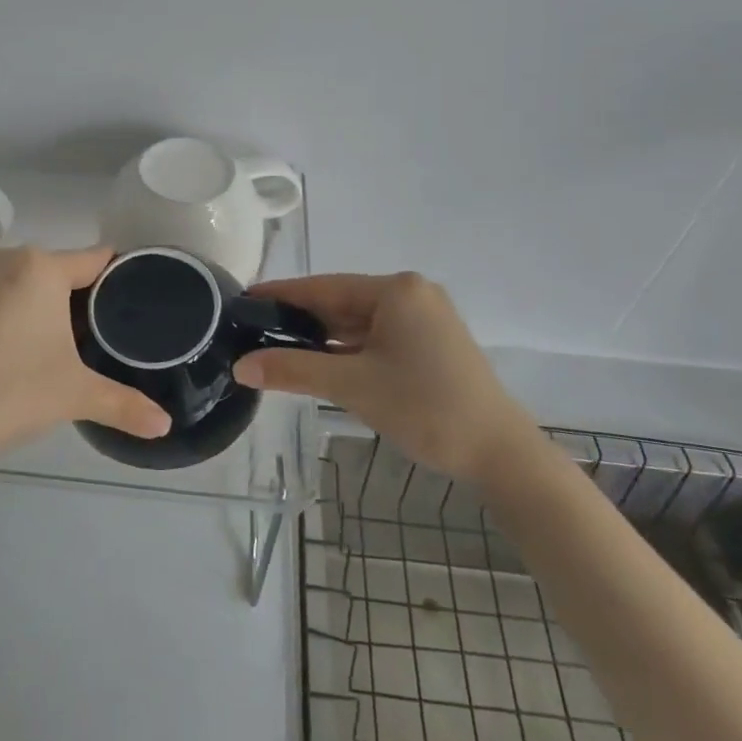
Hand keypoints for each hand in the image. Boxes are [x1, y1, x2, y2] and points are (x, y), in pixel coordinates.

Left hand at [0, 245, 168, 471]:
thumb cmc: (9, 393)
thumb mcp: (74, 395)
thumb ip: (125, 405)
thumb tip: (166, 426)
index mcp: (40, 266)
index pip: (95, 260)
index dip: (119, 280)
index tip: (136, 303)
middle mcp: (5, 257)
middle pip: (60, 271)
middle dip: (80, 300)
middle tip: (100, 340)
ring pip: (26, 282)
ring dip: (44, 306)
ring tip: (61, 347)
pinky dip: (12, 312)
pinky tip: (16, 349)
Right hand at [233, 272, 534, 478]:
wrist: (500, 454)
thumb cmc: (425, 408)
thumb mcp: (352, 386)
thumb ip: (293, 370)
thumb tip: (241, 365)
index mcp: (396, 290)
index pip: (323, 287)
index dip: (281, 295)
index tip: (243, 301)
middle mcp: (411, 294)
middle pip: (340, 303)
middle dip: (299, 320)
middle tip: (253, 332)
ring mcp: (424, 318)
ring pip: (358, 322)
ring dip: (322, 338)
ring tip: (276, 349)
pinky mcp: (431, 343)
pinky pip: (377, 337)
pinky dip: (348, 350)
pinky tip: (319, 362)